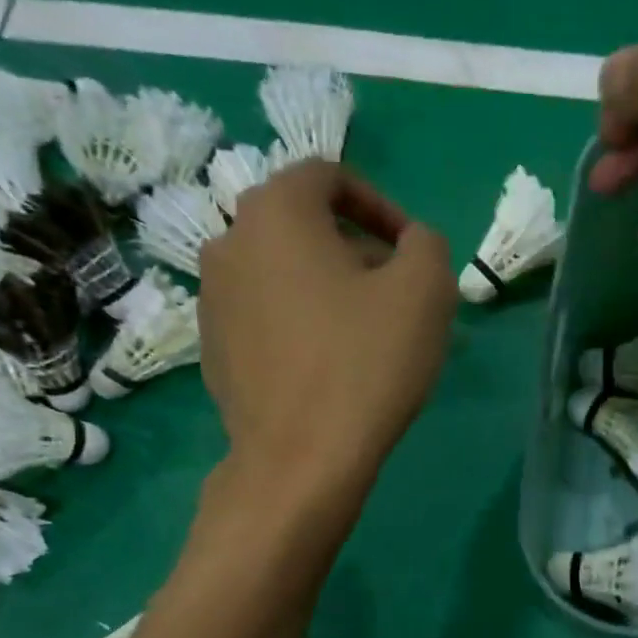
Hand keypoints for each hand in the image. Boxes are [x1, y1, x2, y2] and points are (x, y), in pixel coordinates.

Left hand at [197, 161, 455, 495]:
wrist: (299, 460)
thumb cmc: (365, 363)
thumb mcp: (426, 289)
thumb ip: (426, 243)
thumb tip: (409, 243)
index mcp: (275, 211)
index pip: (330, 176)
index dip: (380, 205)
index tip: (410, 251)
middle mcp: (229, 242)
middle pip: (304, 226)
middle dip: (356, 250)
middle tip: (395, 295)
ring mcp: (211, 299)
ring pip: (282, 272)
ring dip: (327, 288)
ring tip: (365, 333)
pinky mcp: (212, 349)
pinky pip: (265, 316)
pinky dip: (299, 323)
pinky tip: (328, 366)